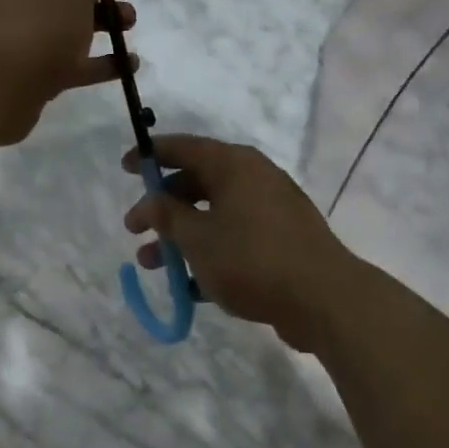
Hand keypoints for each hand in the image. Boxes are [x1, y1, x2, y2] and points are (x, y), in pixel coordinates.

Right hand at [123, 134, 356, 351]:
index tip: (126, 168)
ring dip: (180, 238)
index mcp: (235, 165)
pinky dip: (210, 255)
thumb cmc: (251, 259)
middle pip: (197, 183)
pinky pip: (235, 240)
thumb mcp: (197, 239)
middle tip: (135, 229)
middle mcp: (254, 179)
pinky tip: (189, 287)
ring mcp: (271, 211)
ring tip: (153, 266)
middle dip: (162, 208)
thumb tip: (150, 201)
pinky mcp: (281, 242)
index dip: (151, 156)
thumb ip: (167, 216)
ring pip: (214, 216)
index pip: (184, 147)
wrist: (323, 299)